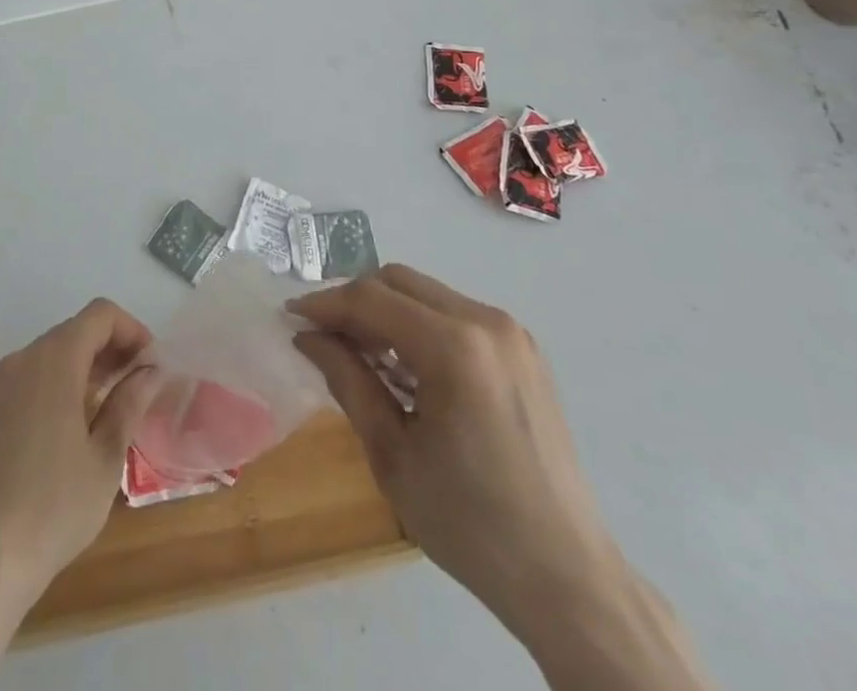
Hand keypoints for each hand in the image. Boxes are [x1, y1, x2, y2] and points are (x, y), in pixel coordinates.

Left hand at [0, 298, 158, 602]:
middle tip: (134, 387)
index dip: (131, 329)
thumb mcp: (105, 458)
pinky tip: (61, 435)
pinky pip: (23, 384)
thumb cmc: (53, 508)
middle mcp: (21, 360)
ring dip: (80, 370)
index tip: (150, 364)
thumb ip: (128, 404)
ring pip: (47, 358)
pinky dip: (50, 390)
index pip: (100, 315)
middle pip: (73, 332)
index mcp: (55, 360)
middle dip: (108, 350)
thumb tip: (148, 371)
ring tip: (103, 411)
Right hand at [291, 266, 621, 636]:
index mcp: (454, 348)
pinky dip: (418, 324)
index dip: (324, 303)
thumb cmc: (469, 524)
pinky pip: (454, 313)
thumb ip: (347, 380)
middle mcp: (486, 322)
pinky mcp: (522, 348)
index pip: (371, 299)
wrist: (565, 575)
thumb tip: (308, 336)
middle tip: (322, 336)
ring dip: (385, 311)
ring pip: (425, 293)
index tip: (290, 317)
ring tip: (359, 353)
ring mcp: (510, 332)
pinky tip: (405, 366)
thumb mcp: (392, 454)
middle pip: (398, 281)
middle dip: (353, 301)